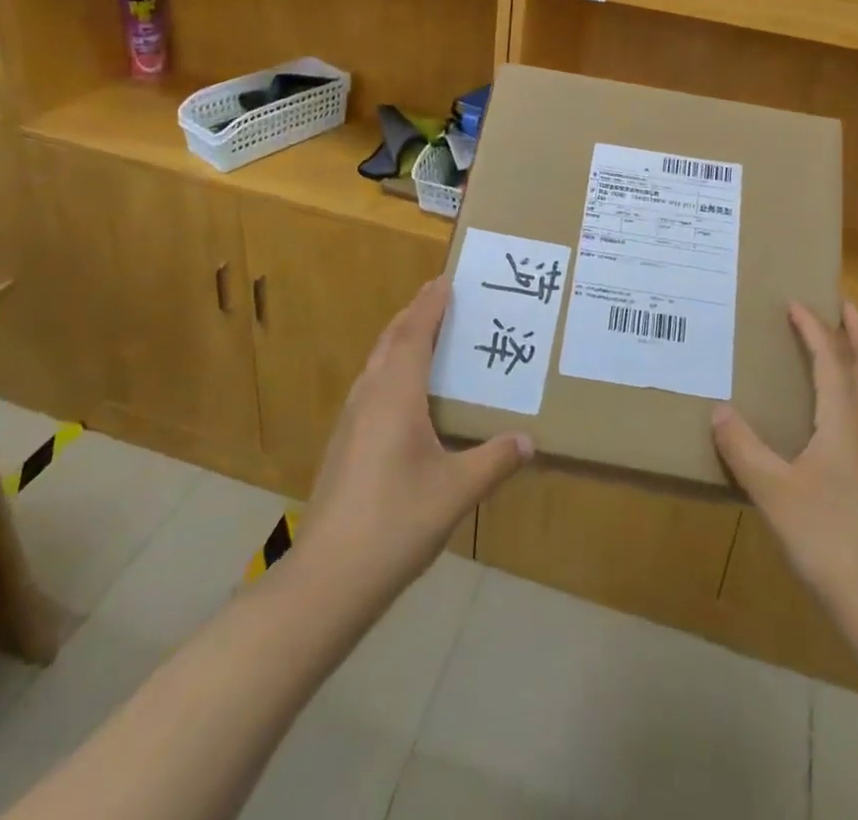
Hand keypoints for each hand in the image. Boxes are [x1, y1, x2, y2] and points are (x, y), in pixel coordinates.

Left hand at [299, 279, 534, 599]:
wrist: (327, 579)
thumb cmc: (396, 522)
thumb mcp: (457, 491)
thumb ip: (495, 461)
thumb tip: (529, 440)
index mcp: (396, 395)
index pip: (414, 334)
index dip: (430, 304)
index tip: (446, 279)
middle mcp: (369, 397)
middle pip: (391, 340)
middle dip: (414, 314)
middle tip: (440, 296)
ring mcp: (350, 421)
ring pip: (377, 363)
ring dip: (400, 339)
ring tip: (426, 334)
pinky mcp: (343, 445)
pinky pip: (371, 386)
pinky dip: (391, 368)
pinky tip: (404, 394)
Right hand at [712, 302, 857, 627]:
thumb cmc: (828, 538)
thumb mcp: (774, 491)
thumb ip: (743, 448)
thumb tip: (719, 409)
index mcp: (844, 420)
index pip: (830, 358)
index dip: (813, 327)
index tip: (795, 302)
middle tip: (842, 305)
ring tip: (837, 346)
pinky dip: (854, 390)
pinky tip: (829, 411)